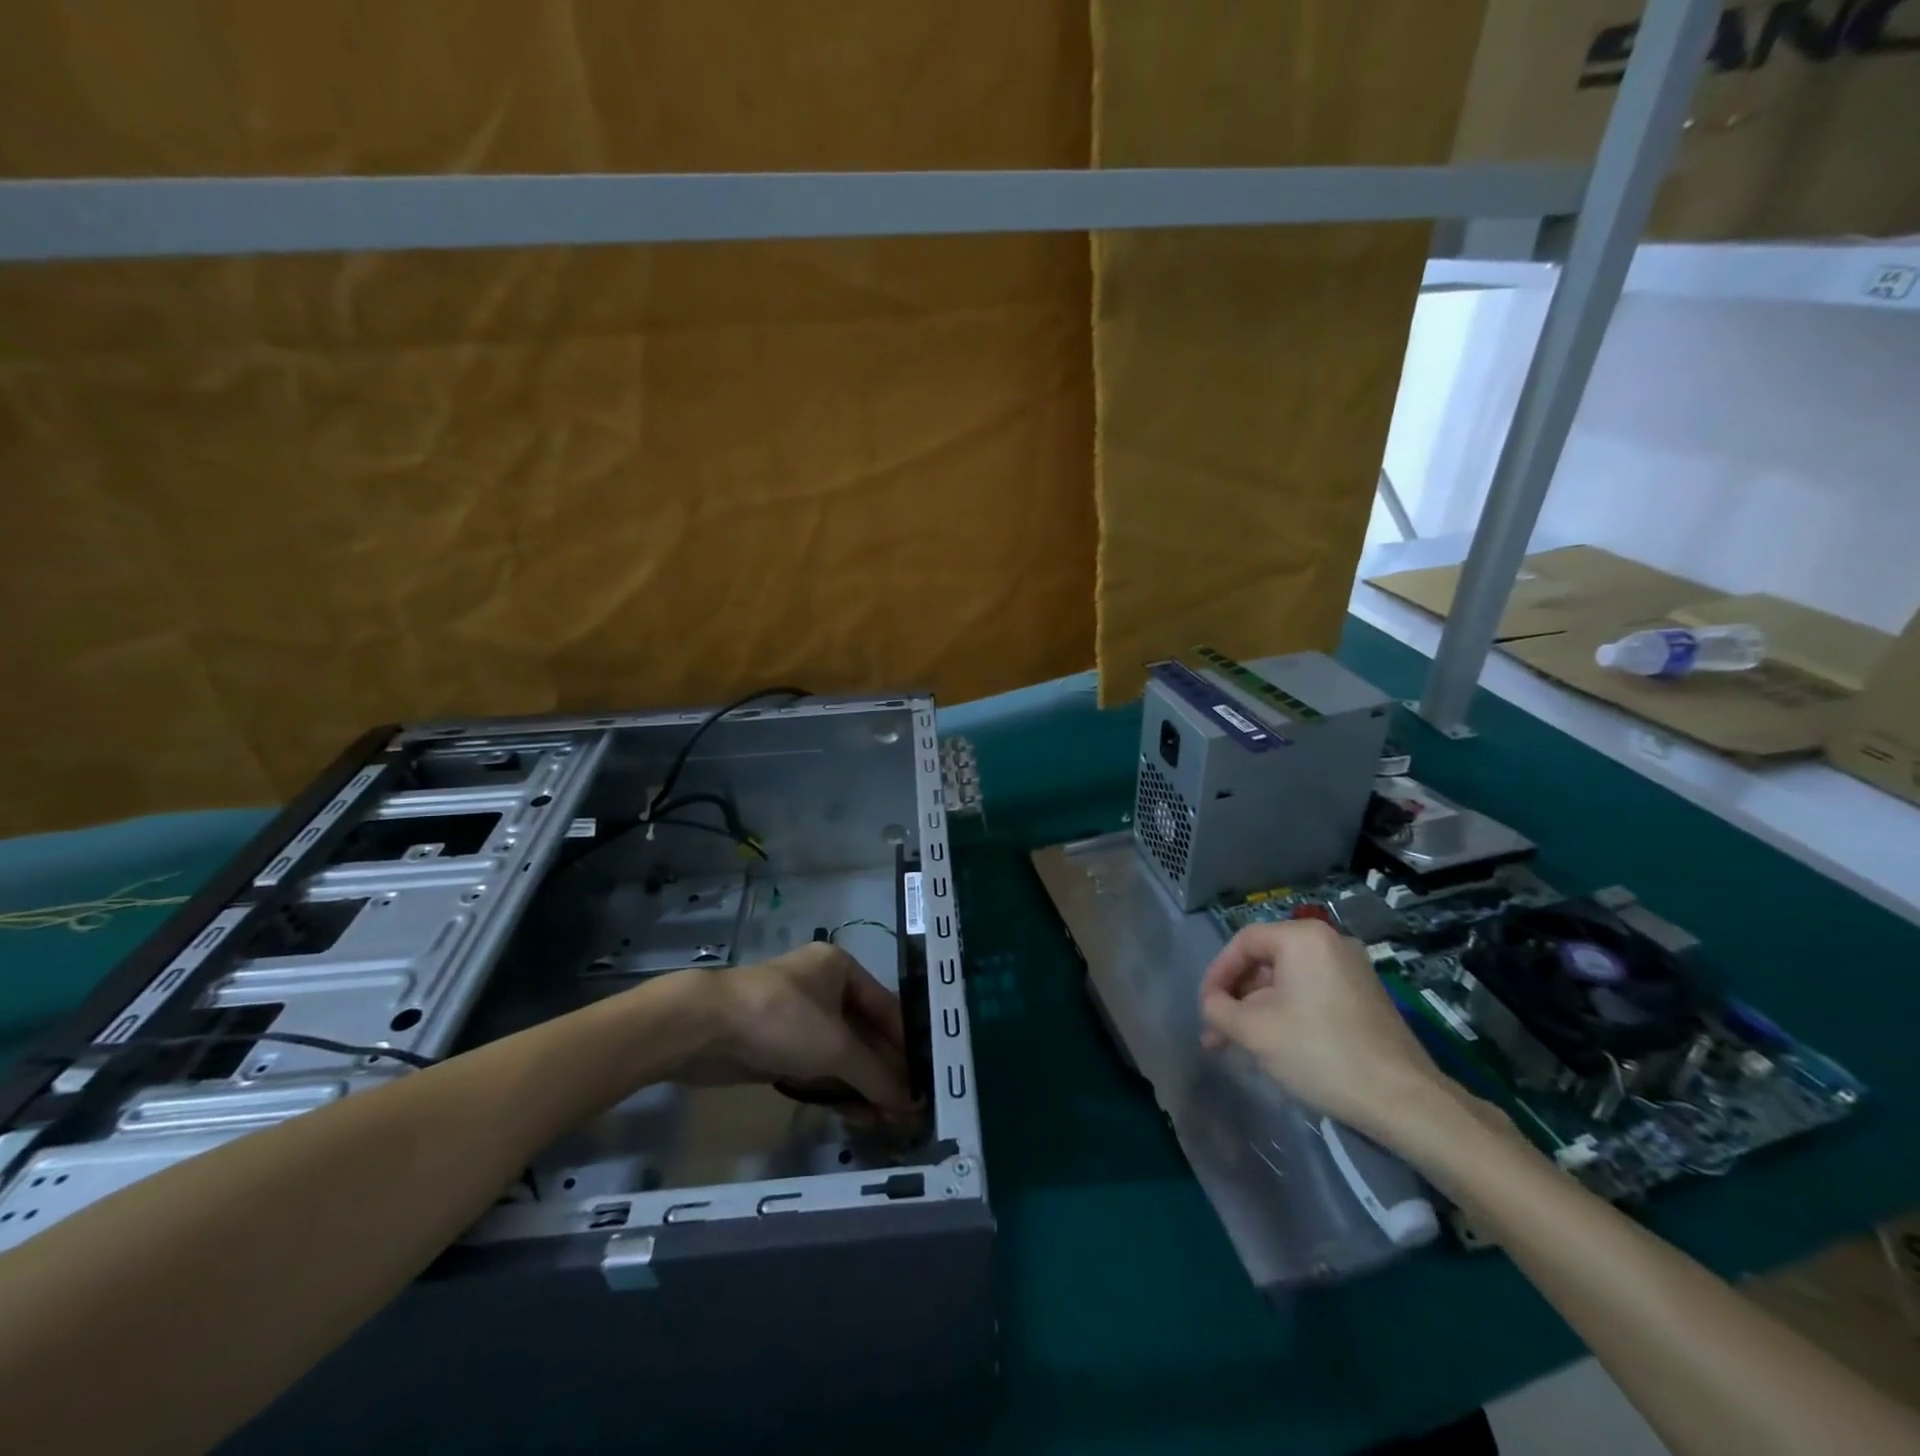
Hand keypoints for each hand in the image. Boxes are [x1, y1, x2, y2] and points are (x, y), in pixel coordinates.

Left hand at [675, 943, 912, 1113]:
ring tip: (887, 1120)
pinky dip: (836, 1087)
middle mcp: (823, 987)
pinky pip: (818, 1066)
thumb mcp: (836, 1047)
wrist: (704, 1027)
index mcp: (841, 969)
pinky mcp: (778, 1045)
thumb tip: (912, 1104)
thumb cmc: (782, 1019)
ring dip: (862, 1084)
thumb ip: (876, 1075)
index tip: (925, 1081)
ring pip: (841, 1053)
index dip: (906, 1046)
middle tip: (907, 1109)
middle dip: (884, 1070)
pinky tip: (857, 1113)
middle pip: (864, 1032)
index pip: (887, 1009)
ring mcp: (799, 1017)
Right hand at [1198, 919, 1452, 1140]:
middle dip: (1237, 997)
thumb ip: (1218, 1009)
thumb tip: (1212, 1004)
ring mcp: (1353, 969)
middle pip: (1266, 961)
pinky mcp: (1366, 997)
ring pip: (1287, 981)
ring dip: (1259, 1009)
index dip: (1216, 974)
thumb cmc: (1320, 1053)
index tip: (1204, 1008)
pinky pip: (1312, 993)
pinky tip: (1276, 1046)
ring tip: (1241, 1046)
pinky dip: (1287, 1013)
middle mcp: (1330, 943)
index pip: (1243, 943)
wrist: (1404, 1101)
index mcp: (1303, 938)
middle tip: (1218, 1033)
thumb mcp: (1254, 1031)